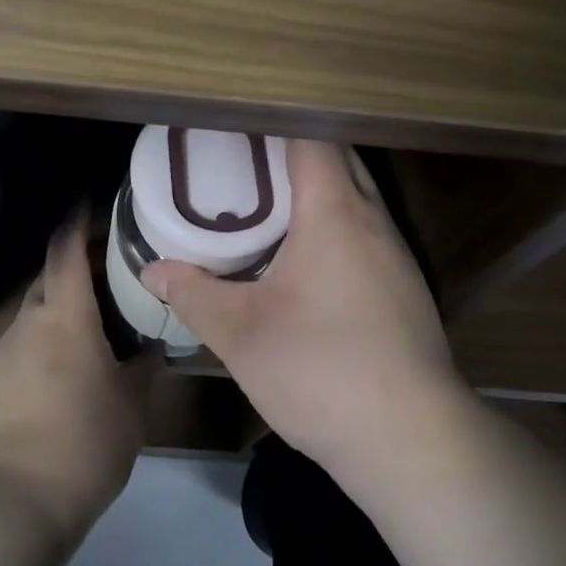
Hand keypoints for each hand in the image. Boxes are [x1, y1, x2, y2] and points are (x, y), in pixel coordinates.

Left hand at [0, 212, 155, 542]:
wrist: (11, 508)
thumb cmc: (84, 445)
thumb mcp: (131, 407)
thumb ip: (143, 368)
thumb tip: (152, 347)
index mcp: (65, 318)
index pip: (66, 251)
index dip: (76, 222)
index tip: (88, 202)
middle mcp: (27, 325)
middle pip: (48, 281)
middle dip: (73, 271)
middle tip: (107, 280)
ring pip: (32, 319)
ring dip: (57, 315)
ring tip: (88, 337)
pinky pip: (17, 352)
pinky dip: (39, 350)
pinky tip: (57, 383)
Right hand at [141, 141, 470, 487]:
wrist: (413, 441)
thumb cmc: (321, 371)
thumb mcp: (241, 334)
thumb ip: (193, 294)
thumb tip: (152, 270)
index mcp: (334, 213)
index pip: (312, 138)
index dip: (275, 123)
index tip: (237, 127)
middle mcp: (373, 220)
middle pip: (338, 158)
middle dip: (293, 151)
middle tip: (242, 162)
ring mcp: (397, 254)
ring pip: (357, 196)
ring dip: (318, 189)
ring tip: (268, 204)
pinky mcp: (406, 288)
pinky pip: (367, 231)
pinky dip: (336, 224)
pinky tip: (307, 260)